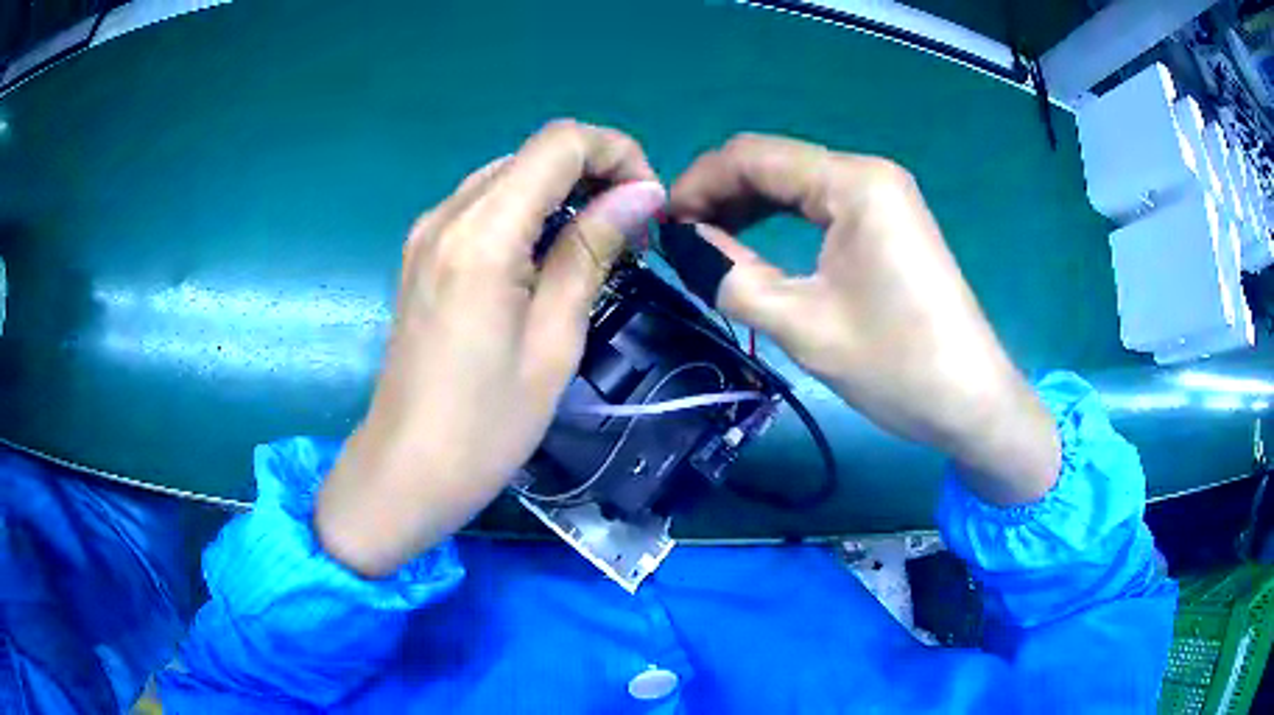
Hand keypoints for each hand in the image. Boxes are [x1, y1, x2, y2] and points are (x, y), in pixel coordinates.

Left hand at [317, 120, 665, 576]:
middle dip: (594, 173)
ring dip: (563, 192)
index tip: (647, 204)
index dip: (615, 153)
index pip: (560, 142)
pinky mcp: (422, 252)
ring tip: (598, 246)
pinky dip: (528, 213)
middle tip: (632, 233)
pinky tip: (548, 257)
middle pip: (534, 153)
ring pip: (510, 175)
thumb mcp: (554, 339)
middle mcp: (447, 214)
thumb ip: (592, 250)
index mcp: (482, 233)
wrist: (406, 469)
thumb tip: (642, 192)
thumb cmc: (487, 423)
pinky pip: (485, 206)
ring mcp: (428, 231)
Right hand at [669, 134, 1058, 504]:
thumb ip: (731, 275)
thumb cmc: (896, 364)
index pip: (755, 156)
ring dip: (747, 207)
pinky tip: (754, 243)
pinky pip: (821, 206)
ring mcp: (883, 197)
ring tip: (707, 243)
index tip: (663, 225)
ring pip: (796, 183)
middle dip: (720, 194)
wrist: (971, 402)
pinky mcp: (888, 222)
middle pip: (775, 163)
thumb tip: (685, 243)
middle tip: (680, 239)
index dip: (699, 183)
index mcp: (853, 183)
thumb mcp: (802, 324)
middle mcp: (868, 174)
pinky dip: (781, 220)